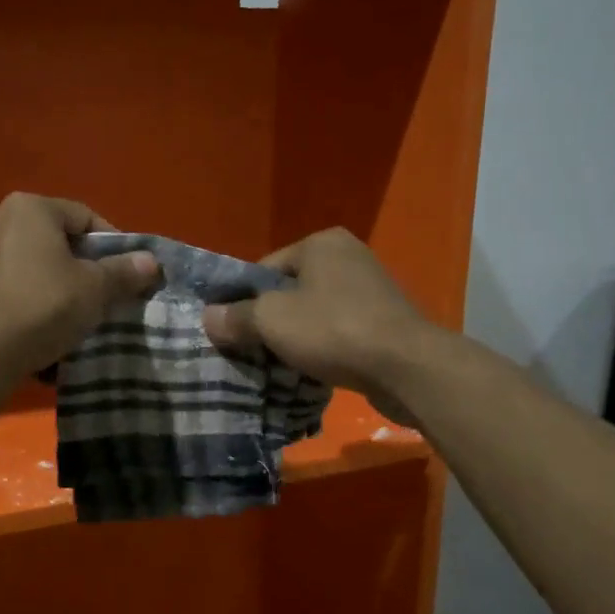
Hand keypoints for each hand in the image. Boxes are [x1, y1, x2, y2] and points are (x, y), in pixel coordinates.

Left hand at [0, 193, 159, 385]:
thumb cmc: (43, 307)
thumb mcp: (94, 290)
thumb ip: (123, 271)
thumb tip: (150, 261)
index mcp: (29, 206)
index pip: (84, 217)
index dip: (112, 245)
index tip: (127, 274)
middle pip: (54, 238)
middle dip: (79, 263)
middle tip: (101, 293)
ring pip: (29, 260)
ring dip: (52, 280)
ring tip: (70, 310)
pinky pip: (8, 281)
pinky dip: (26, 294)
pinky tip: (39, 322)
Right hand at [201, 227, 428, 416]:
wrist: (406, 368)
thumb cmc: (333, 330)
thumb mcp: (271, 320)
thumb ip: (236, 317)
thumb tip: (208, 317)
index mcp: (321, 243)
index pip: (264, 270)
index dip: (242, 301)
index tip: (231, 332)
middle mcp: (347, 257)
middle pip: (288, 292)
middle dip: (269, 322)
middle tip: (250, 351)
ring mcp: (370, 290)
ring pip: (313, 314)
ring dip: (295, 338)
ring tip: (278, 365)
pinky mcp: (383, 322)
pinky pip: (337, 332)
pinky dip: (322, 348)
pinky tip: (310, 370)